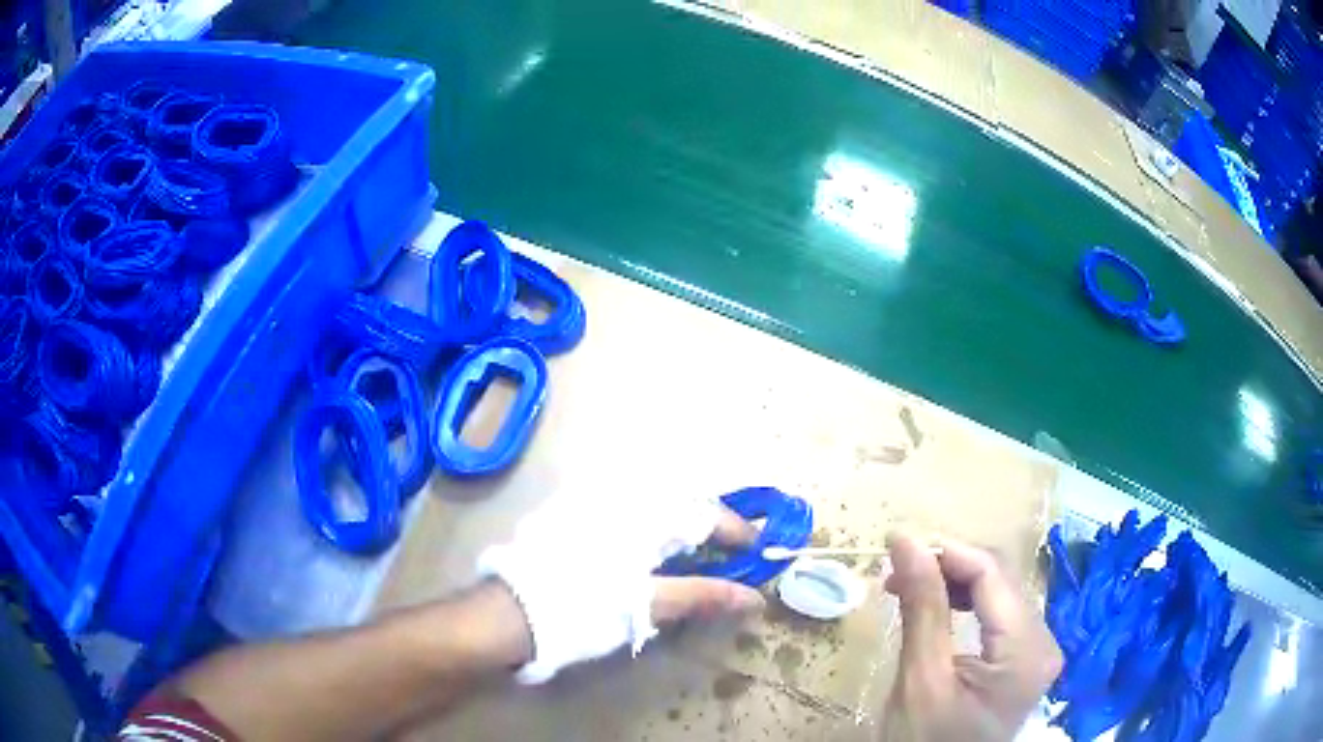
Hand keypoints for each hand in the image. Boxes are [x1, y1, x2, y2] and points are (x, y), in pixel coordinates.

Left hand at [478, 492, 764, 683]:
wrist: (509, 614)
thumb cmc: (582, 609)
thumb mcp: (646, 605)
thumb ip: (702, 595)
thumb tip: (754, 597)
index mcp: (642, 514)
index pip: (705, 512)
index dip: (736, 530)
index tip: (757, 551)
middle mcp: (619, 495)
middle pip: (680, 500)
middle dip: (708, 525)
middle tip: (727, 553)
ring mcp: (591, 500)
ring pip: (652, 500)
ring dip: (678, 523)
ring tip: (693, 552)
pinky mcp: (569, 512)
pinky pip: (623, 505)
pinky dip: (647, 523)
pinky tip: (645, 548)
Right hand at [884, 532, 1061, 741]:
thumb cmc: (925, 741)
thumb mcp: (921, 680)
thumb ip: (923, 608)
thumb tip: (906, 540)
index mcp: (1027, 651)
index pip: (993, 575)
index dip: (947, 551)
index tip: (896, 544)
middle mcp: (1045, 641)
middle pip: (1001, 580)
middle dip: (948, 567)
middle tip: (897, 571)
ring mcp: (1038, 649)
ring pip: (999, 592)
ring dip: (954, 583)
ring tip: (908, 586)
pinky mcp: (1025, 657)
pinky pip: (998, 614)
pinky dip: (965, 603)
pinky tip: (937, 605)